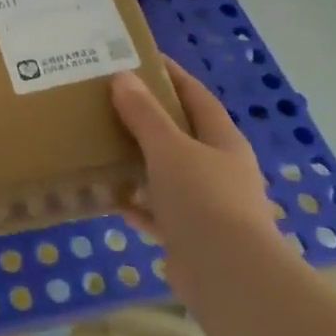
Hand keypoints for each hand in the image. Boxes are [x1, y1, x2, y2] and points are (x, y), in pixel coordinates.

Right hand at [111, 60, 280, 252]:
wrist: (228, 277)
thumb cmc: (203, 200)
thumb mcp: (169, 149)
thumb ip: (145, 115)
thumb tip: (123, 77)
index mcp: (222, 141)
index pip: (196, 96)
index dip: (172, 75)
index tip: (143, 58)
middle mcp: (220, 169)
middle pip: (183, 134)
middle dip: (151, 118)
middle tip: (113, 100)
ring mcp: (208, 205)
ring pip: (170, 173)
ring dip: (142, 161)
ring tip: (106, 145)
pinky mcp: (192, 237)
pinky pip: (160, 212)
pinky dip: (139, 205)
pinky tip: (114, 199)